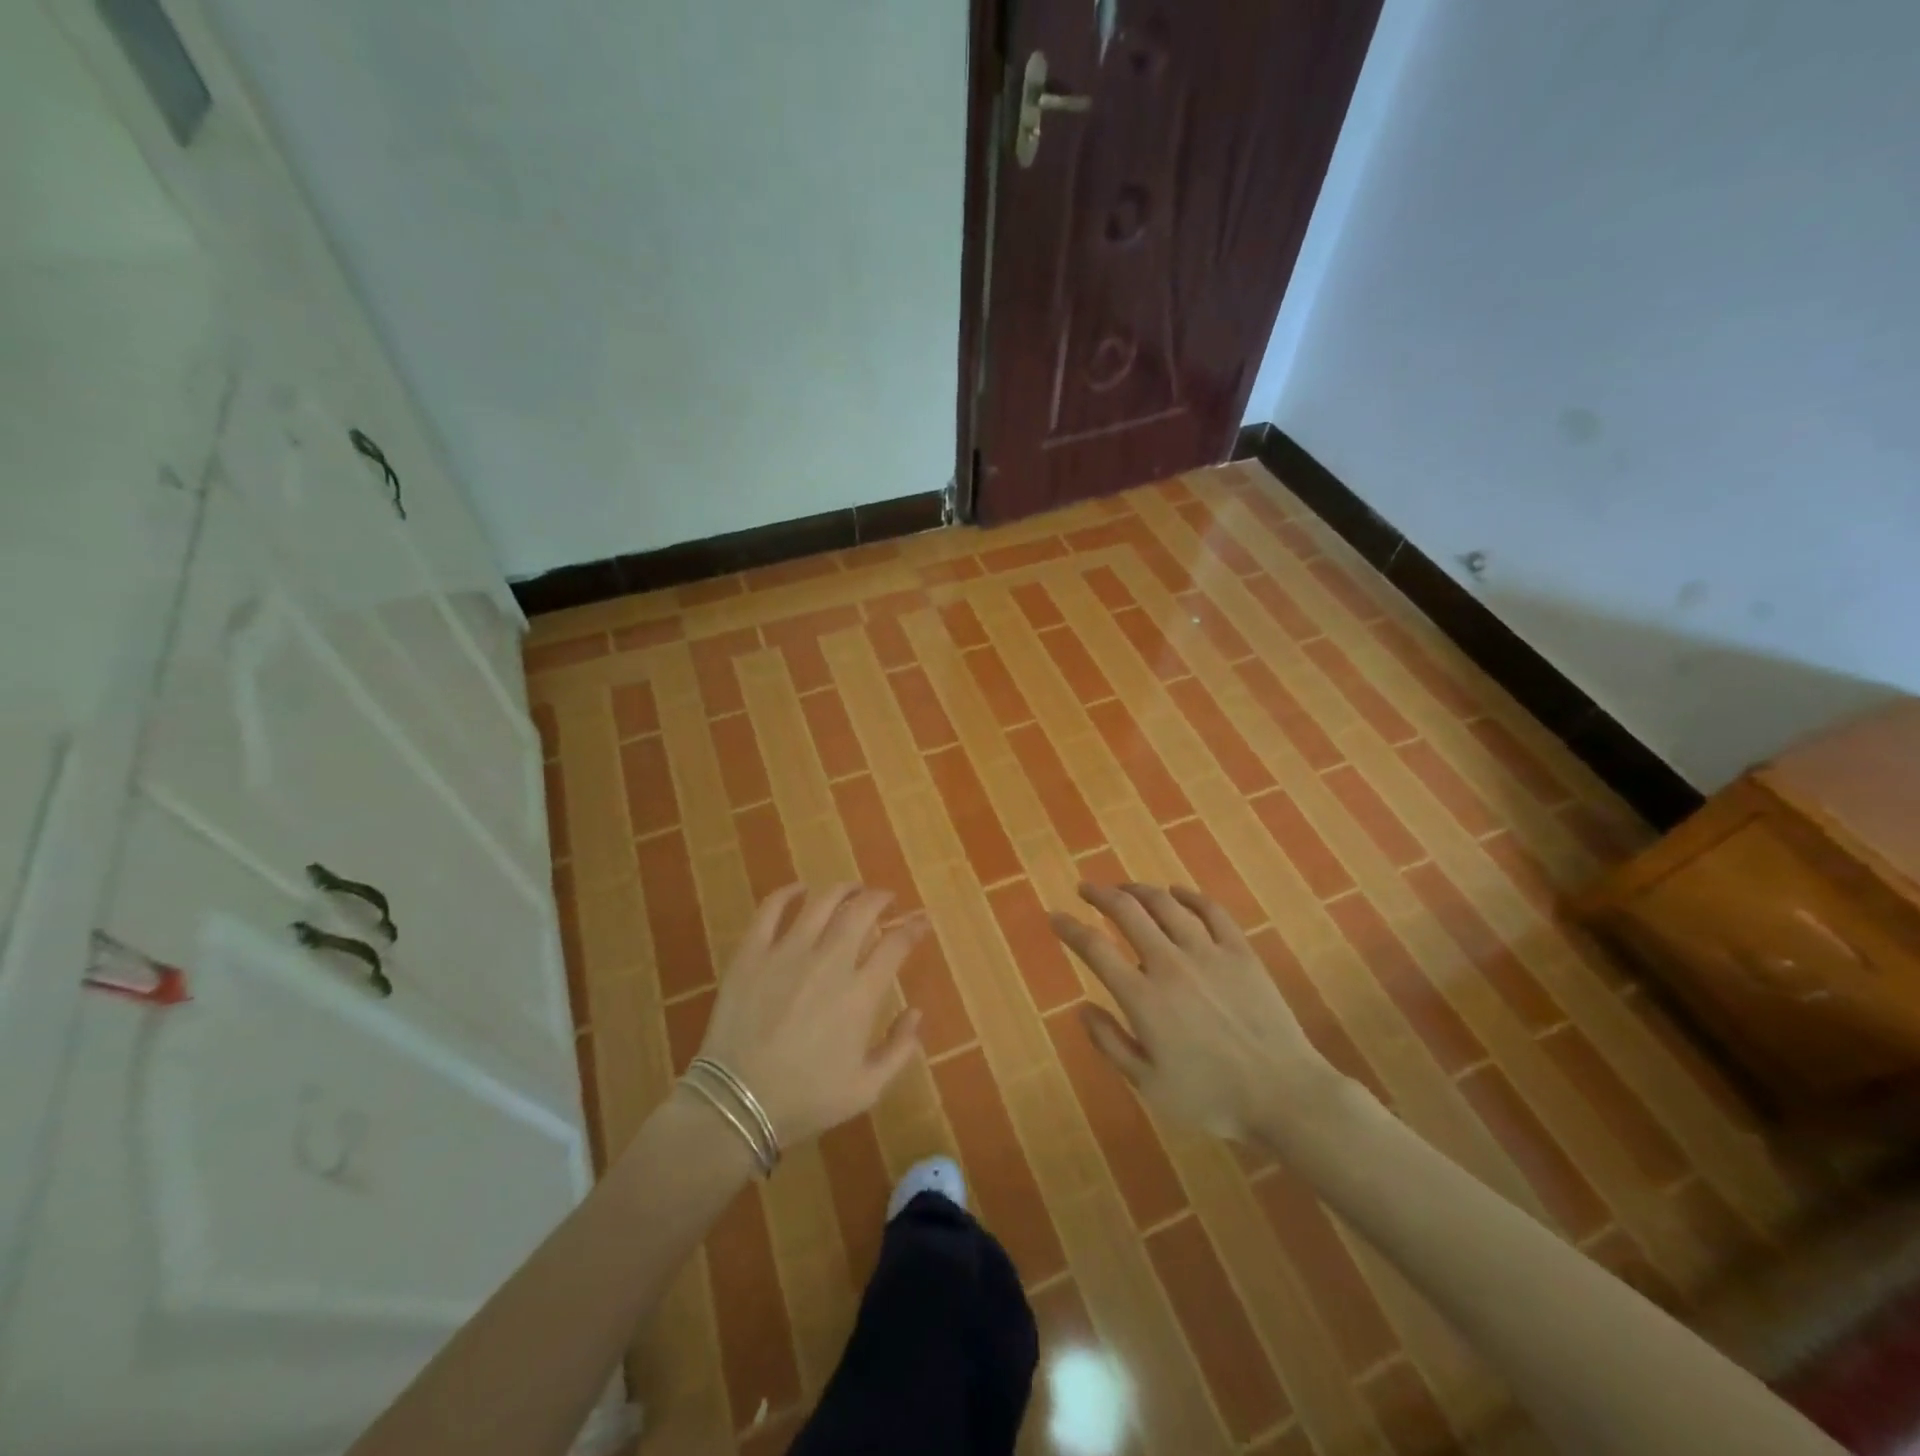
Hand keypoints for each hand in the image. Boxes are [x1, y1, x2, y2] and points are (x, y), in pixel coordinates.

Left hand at [695, 883, 927, 1148]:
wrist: (736, 1105)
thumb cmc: (805, 1100)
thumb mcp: (867, 1089)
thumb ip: (899, 1049)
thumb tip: (916, 1013)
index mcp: (861, 993)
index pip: (896, 944)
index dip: (913, 928)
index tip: (921, 922)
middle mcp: (829, 962)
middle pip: (861, 911)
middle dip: (880, 899)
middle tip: (886, 899)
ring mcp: (787, 952)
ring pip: (821, 903)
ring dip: (842, 889)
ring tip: (851, 889)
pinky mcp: (751, 954)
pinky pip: (770, 910)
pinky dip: (787, 893)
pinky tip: (798, 890)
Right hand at [1049, 883, 1333, 1141]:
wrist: (1283, 1094)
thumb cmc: (1211, 1097)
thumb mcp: (1148, 1084)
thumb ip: (1110, 1043)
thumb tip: (1081, 1008)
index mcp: (1143, 997)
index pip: (1095, 948)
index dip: (1070, 928)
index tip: (1056, 917)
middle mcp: (1170, 963)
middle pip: (1127, 912)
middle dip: (1100, 894)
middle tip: (1086, 888)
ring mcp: (1208, 952)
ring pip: (1165, 904)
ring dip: (1139, 890)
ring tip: (1125, 888)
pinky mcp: (1240, 951)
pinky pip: (1211, 910)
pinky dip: (1189, 896)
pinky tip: (1177, 893)